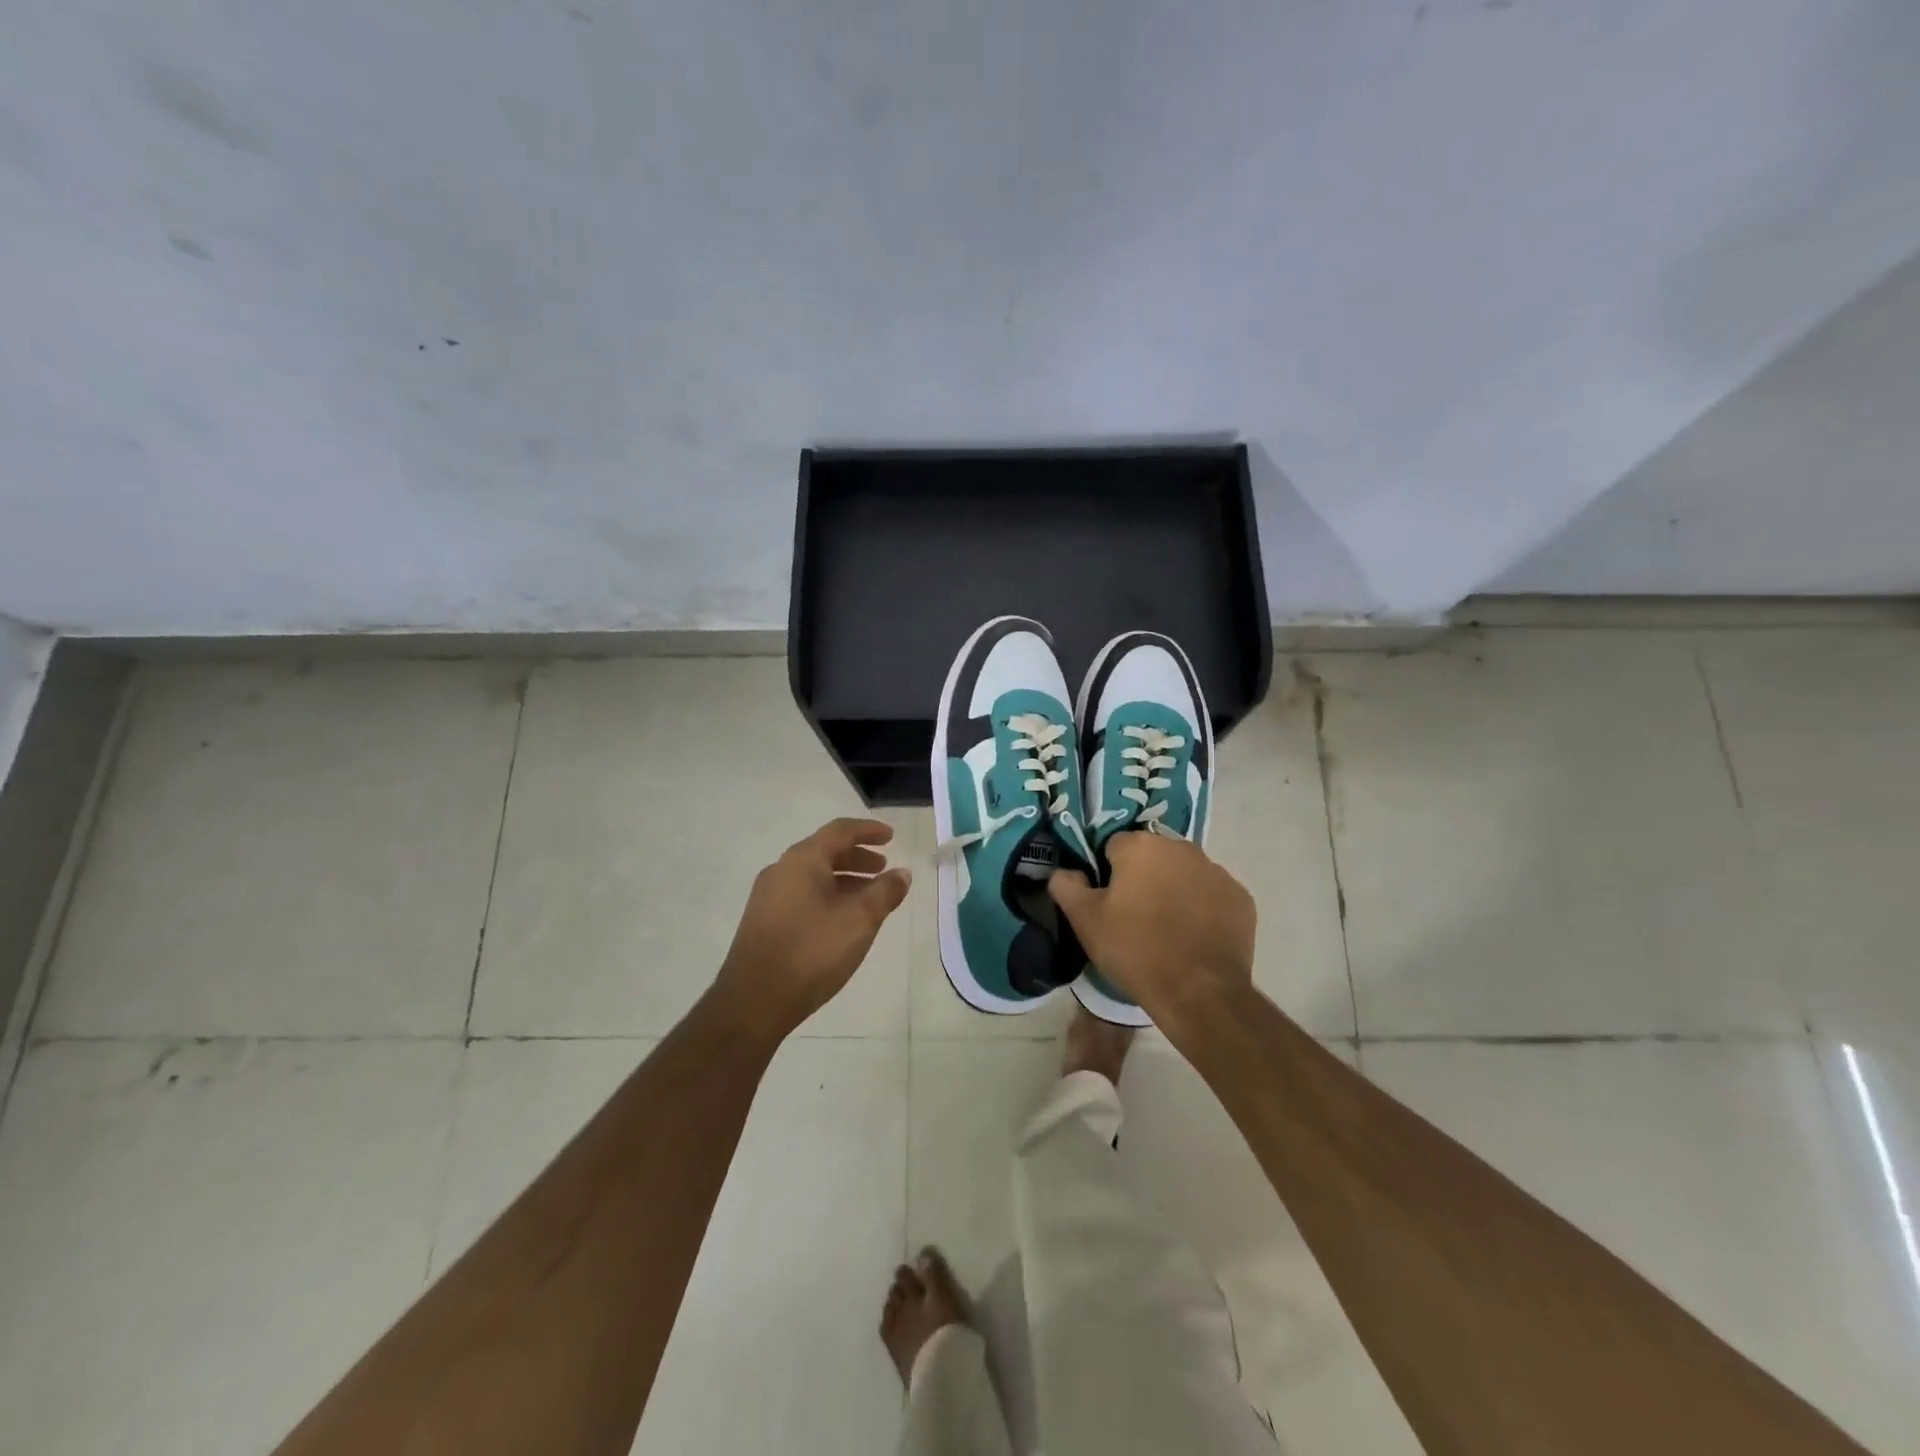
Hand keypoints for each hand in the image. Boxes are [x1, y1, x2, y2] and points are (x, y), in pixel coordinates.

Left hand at [712, 817, 911, 1039]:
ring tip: (869, 896)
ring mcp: (768, 896)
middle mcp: (782, 870)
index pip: (840, 831)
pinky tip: (842, 919)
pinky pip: (802, 894)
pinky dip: (828, 895)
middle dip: (857, 857)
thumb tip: (902, 873)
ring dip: (844, 879)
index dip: (868, 831)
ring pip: (813, 875)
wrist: (753, 1001)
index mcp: (803, 860)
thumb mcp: (859, 921)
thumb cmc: (811, 952)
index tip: (891, 837)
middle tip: (883, 867)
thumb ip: (884, 892)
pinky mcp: (763, 920)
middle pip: (825, 851)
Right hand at [1048, 832, 1254, 1023]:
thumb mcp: (1085, 920)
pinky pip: (1212, 895)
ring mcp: (1216, 872)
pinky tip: (1194, 938)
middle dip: (1142, 878)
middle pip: (1152, 856)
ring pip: (1184, 874)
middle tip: (1133, 917)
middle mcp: (1181, 847)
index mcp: (1141, 845)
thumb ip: (1066, 886)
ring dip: (1173, 890)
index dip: (1106, 874)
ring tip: (1166, 930)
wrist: (1199, 992)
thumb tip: (1063, 872)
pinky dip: (1202, 909)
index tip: (1107, 903)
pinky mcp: (1240, 898)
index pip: (1113, 847)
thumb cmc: (1135, 949)